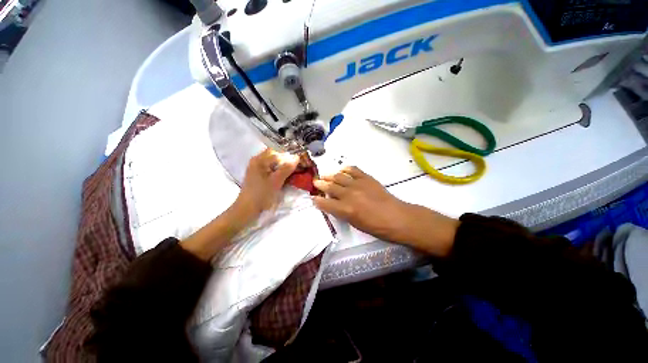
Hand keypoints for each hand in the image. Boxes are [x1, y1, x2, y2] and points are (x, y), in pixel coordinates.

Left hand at [234, 148, 299, 221]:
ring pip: (275, 164)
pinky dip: (281, 172)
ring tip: (296, 171)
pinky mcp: (260, 177)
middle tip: (300, 165)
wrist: (248, 209)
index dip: (289, 154)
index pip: (277, 151)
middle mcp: (258, 162)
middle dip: (288, 160)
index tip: (300, 159)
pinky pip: (273, 170)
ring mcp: (258, 169)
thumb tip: (297, 157)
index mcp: (259, 160)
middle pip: (276, 157)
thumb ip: (286, 168)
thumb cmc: (261, 194)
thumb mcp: (276, 181)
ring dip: (285, 167)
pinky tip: (288, 176)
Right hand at [312, 166, 410, 242]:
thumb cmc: (376, 226)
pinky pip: (353, 170)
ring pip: (339, 176)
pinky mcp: (366, 178)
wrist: (396, 217)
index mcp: (345, 209)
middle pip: (330, 187)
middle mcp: (349, 195)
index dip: (317, 201)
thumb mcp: (355, 223)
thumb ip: (342, 212)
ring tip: (325, 175)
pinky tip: (342, 170)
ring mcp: (358, 184)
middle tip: (316, 182)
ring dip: (330, 175)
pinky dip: (346, 169)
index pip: (325, 204)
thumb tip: (334, 204)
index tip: (313, 198)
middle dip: (320, 184)